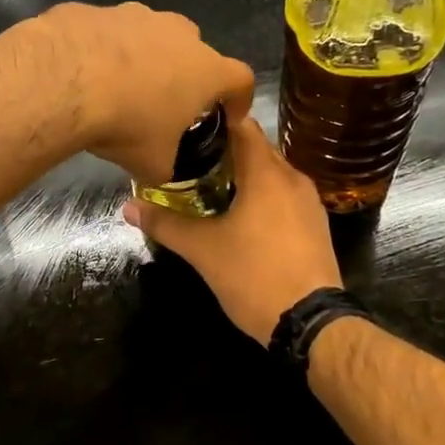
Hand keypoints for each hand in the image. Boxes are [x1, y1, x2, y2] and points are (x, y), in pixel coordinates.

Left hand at [29, 2, 254, 185]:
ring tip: (118, 86)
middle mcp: (177, 33)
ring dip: (142, 57)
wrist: (63, 80)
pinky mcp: (96, 9)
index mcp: (205, 69)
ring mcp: (136, 14)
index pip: (241, 79)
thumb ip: (166, 163)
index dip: (239, 99)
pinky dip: (102, 49)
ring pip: (149, 34)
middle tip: (166, 101)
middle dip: (185, 72)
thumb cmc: (125, 122)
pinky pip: (106, 32)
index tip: (230, 115)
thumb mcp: (153, 162)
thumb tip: (160, 167)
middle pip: (194, 49)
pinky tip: (82, 73)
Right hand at [124, 117, 341, 343]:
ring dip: (245, 174)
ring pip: (273, 172)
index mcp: (267, 173)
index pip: (242, 124)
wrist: (311, 324)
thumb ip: (165, 224)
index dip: (214, 121)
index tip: (187, 126)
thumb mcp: (203, 250)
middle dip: (226, 150)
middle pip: (257, 147)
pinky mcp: (317, 224)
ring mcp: (309, 201)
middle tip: (190, 159)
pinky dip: (264, 194)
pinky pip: (285, 194)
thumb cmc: (254, 276)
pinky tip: (242, 214)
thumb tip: (128, 206)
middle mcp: (293, 177)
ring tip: (211, 185)